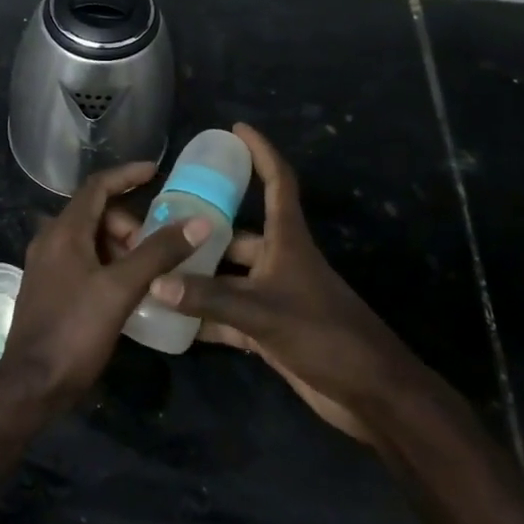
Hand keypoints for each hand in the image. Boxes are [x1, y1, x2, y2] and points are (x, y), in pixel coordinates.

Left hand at [0, 161, 209, 407]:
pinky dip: (108, 264)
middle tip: (157, 250)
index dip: (126, 175)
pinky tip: (128, 289)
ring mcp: (46, 266)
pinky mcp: (49, 289)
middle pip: (95, 214)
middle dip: (129, 225)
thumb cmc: (75, 330)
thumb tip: (198, 222)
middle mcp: (50, 241)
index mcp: (63, 232)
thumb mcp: (121, 289)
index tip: (155, 172)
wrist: (32, 383)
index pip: (96, 187)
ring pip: (90, 240)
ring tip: (148, 273)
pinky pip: (83, 261)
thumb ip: (158, 253)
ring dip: (120, 247)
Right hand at [131, 123, 428, 444]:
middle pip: (236, 233)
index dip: (260, 153)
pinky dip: (202, 314)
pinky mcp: (269, 329)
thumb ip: (208, 298)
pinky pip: (226, 313)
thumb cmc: (324, 335)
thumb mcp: (263, 312)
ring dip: (196, 275)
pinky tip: (169, 316)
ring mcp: (274, 296)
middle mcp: (279, 262)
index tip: (236, 129)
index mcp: (288, 242)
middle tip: (158, 221)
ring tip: (153, 266)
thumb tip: (155, 281)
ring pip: (227, 276)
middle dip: (201, 227)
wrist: (370, 394)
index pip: (277, 183)